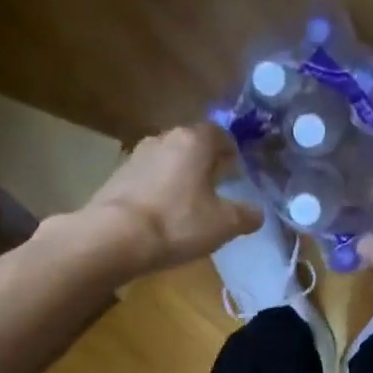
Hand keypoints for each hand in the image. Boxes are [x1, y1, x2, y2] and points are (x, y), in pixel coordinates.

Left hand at [76, 125, 260, 278]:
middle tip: (215, 188)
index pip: (220, 134)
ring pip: (166, 161)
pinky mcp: (116, 177)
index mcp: (194, 141)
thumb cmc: (178, 223)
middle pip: (191, 145)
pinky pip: (146, 179)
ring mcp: (135, 156)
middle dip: (204, 163)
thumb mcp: (223, 224)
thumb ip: (245, 216)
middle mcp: (163, 138)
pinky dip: (157, 191)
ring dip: (178, 177)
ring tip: (187, 204)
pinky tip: (160, 215)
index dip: (231, 151)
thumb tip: (257, 213)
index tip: (236, 171)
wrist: (114, 238)